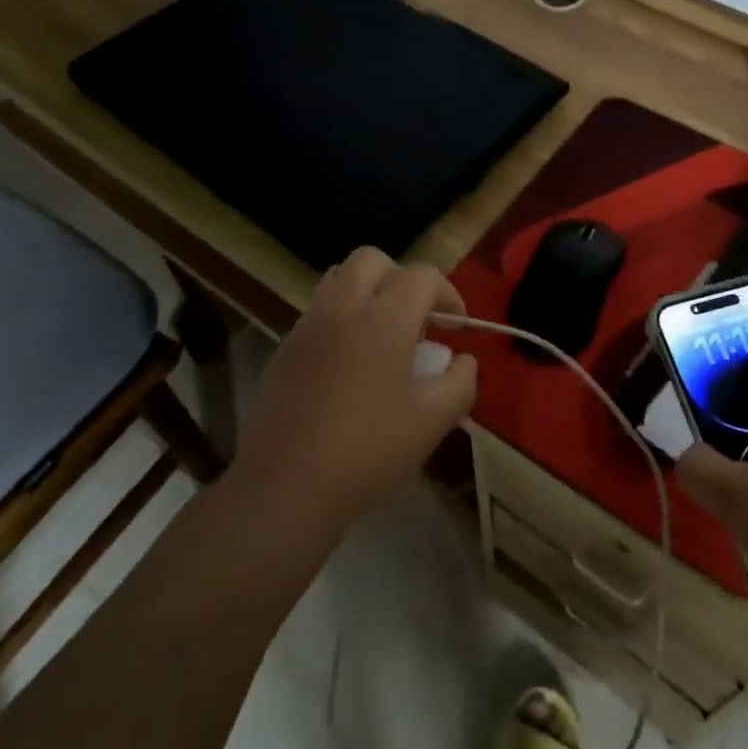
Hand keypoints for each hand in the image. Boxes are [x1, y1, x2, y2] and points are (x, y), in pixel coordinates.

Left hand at [233, 248, 477, 529]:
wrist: (284, 488)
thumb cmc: (368, 452)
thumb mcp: (432, 423)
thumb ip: (460, 382)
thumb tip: (463, 360)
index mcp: (383, 319)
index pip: (421, 276)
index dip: (447, 292)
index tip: (456, 325)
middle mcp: (342, 309)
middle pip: (372, 260)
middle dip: (401, 278)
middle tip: (416, 320)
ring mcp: (307, 327)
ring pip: (339, 279)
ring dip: (367, 292)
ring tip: (382, 337)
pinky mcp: (284, 350)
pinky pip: (318, 312)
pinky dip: (341, 318)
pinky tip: (349, 366)